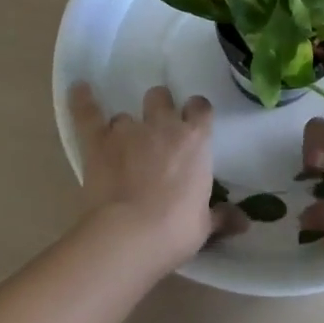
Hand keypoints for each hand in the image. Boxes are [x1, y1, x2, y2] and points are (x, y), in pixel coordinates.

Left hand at [68, 82, 234, 273]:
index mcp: (195, 140)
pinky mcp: (98, 142)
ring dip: (126, 126)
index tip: (194, 122)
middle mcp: (163, 126)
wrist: (130, 235)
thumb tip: (244, 222)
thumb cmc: (175, 229)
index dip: (196, 112)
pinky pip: (88, 114)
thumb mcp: (204, 225)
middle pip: (160, 98)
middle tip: (157, 129)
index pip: (200, 108)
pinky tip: (78, 87)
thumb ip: (221, 217)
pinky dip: (82, 100)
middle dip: (159, 107)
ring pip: (126, 114)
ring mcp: (128, 131)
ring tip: (122, 144)